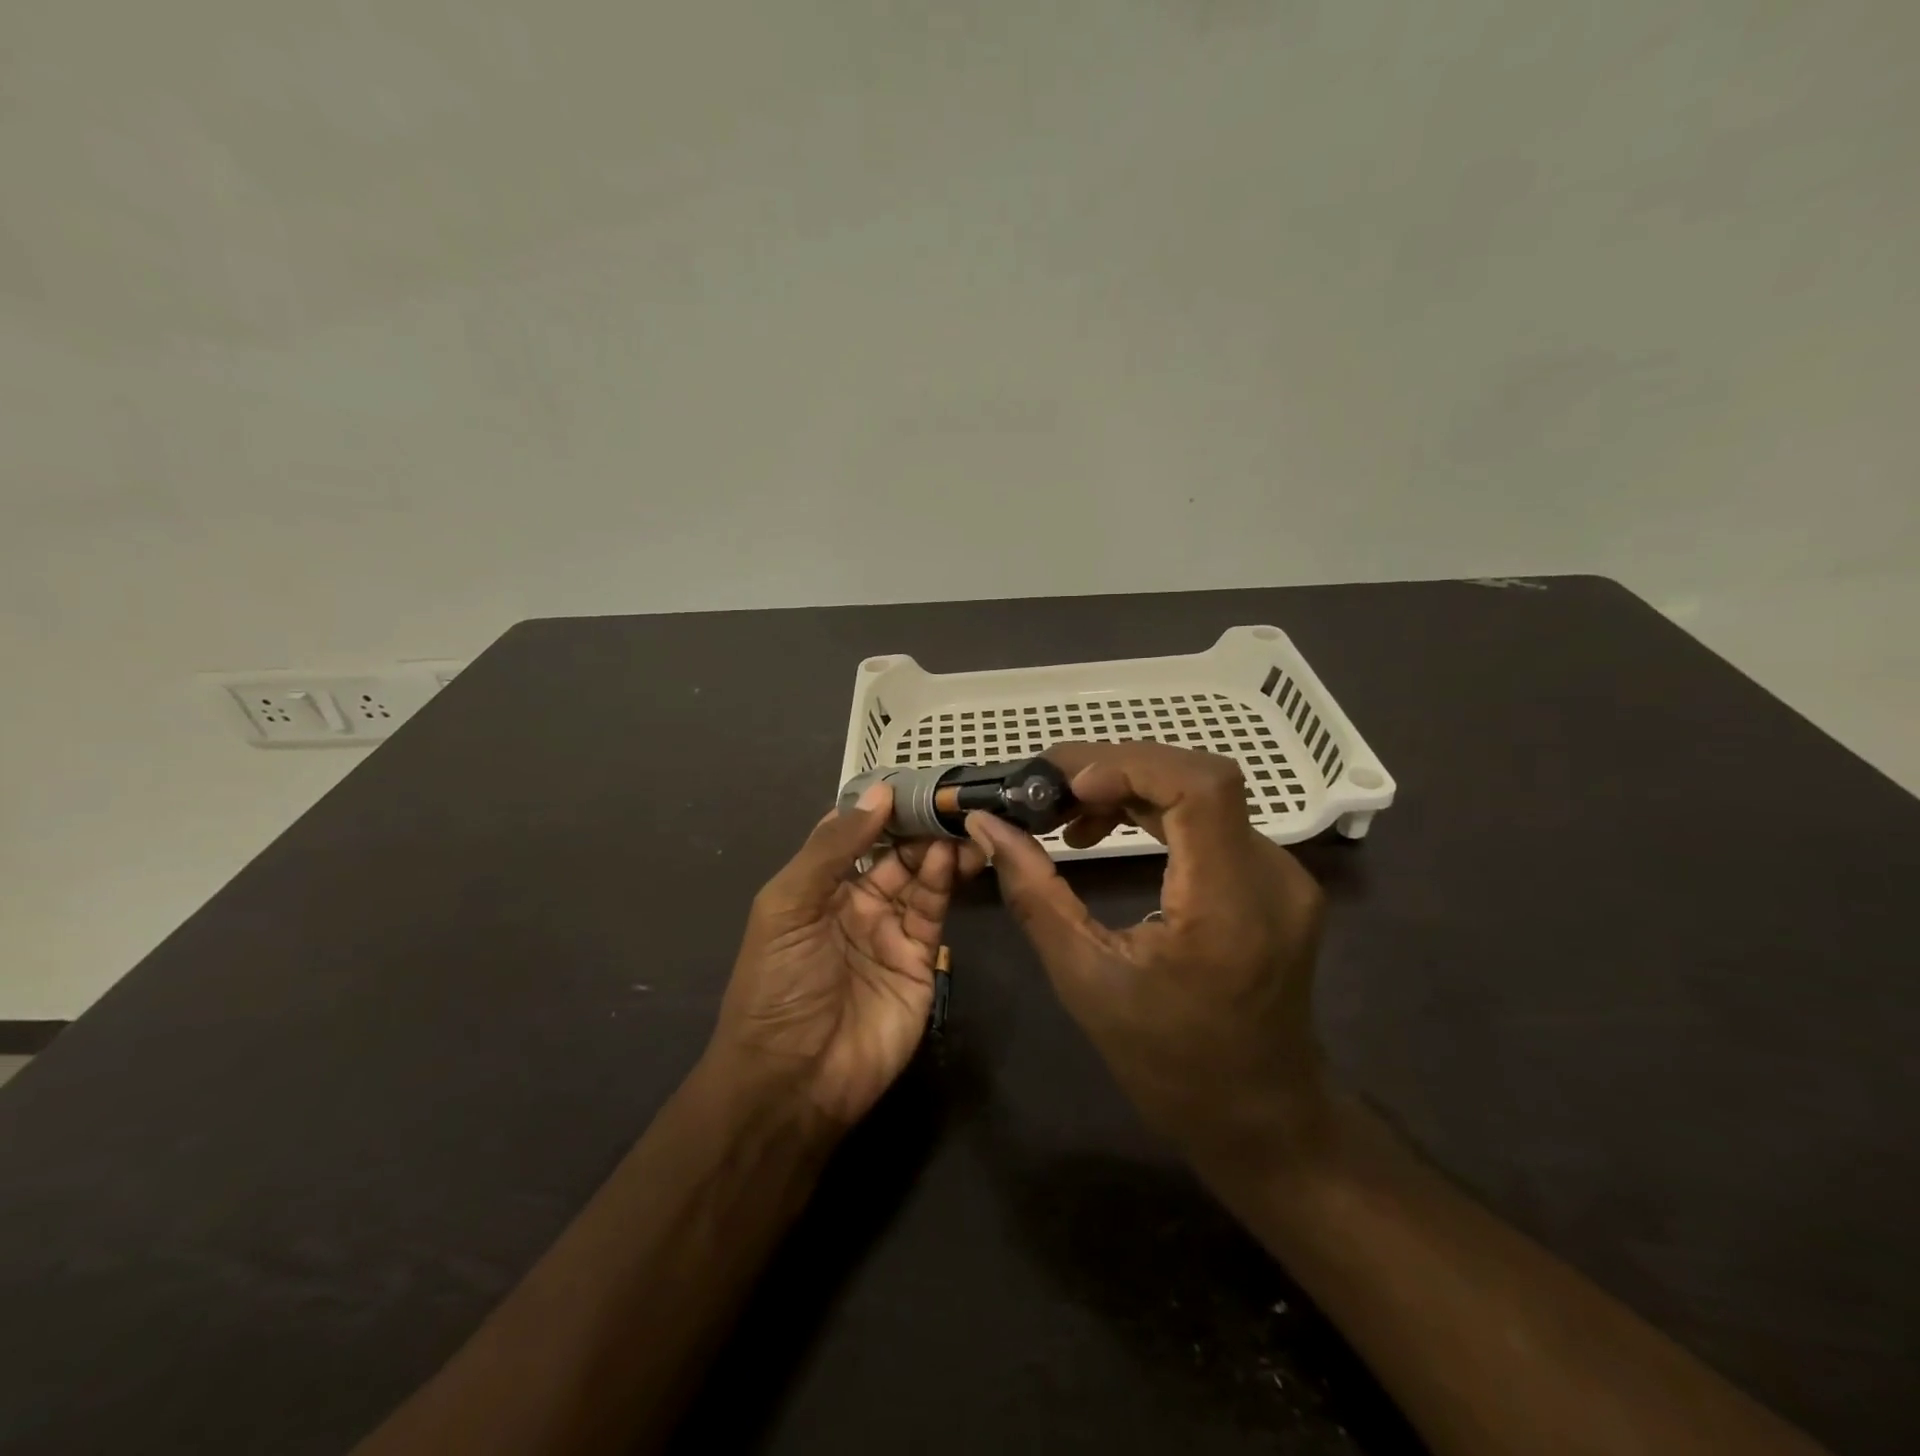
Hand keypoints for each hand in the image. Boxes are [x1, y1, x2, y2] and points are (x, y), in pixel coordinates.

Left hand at [710, 784, 981, 1129]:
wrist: (795, 1078)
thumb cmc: (778, 984)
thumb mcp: (787, 906)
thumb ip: (832, 849)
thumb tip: (878, 794)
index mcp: (818, 887)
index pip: (855, 835)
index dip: (879, 808)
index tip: (911, 780)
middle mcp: (856, 903)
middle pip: (894, 852)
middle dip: (917, 825)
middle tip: (949, 798)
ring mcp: (890, 931)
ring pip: (920, 876)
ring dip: (936, 848)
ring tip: (959, 821)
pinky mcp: (921, 959)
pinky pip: (933, 910)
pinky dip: (943, 880)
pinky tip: (951, 856)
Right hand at [963, 742, 1328, 1165]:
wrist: (1261, 1116)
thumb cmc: (1168, 1063)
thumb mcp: (1084, 980)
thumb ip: (1034, 892)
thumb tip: (986, 824)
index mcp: (1229, 907)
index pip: (1200, 788)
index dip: (1129, 766)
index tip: (1065, 787)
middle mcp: (1270, 877)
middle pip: (1199, 777)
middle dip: (1116, 769)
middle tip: (1047, 790)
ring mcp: (1281, 875)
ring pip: (1204, 791)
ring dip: (1131, 787)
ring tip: (1066, 815)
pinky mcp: (1274, 879)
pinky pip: (1211, 819)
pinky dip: (1154, 809)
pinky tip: (1107, 831)